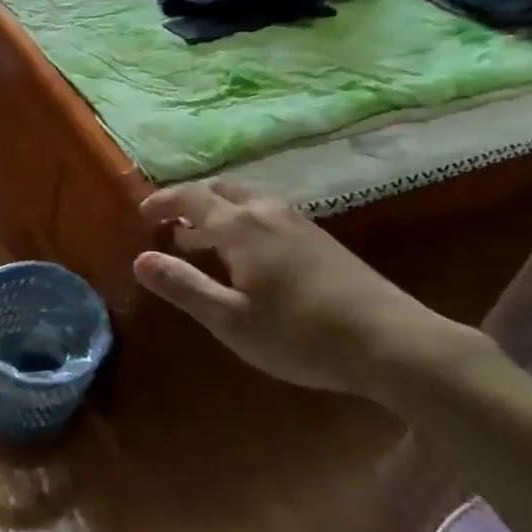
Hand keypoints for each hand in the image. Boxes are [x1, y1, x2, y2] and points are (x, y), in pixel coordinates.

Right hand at [133, 181, 480, 396]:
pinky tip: (252, 254)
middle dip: (192, 202)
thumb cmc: (300, 334)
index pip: (191, 198)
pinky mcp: (321, 238)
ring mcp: (299, 222)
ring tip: (206, 241)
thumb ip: (183, 286)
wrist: (391, 342)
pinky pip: (269, 213)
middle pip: (221, 190)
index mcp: (239, 226)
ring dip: (220, 211)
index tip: (142, 213)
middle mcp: (267, 212)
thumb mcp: (231, 320)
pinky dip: (245, 221)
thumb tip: (140, 259)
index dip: (163, 201)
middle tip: (172, 225)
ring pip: (248, 200)